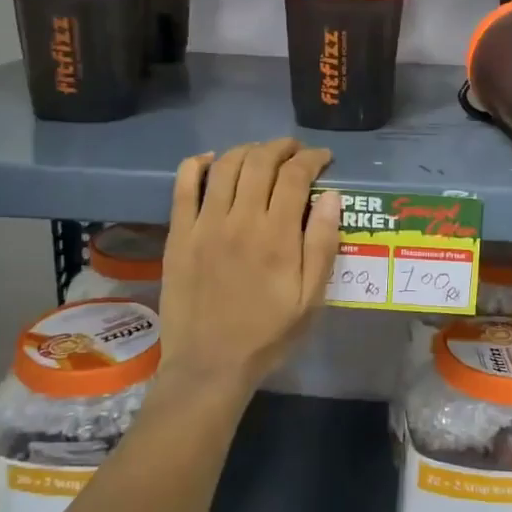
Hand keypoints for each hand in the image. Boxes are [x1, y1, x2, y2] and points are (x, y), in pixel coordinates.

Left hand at [157, 138, 342, 396]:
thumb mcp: (310, 299)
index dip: (312, 158)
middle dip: (283, 147)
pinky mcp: (179, 234)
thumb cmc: (268, 334)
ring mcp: (205, 224)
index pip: (296, 176)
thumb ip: (322, 245)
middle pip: (261, 161)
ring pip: (226, 165)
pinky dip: (199, 164)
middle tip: (295, 151)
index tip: (323, 158)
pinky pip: (184, 185)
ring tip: (262, 154)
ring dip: (248, 150)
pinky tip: (212, 160)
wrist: (210, 364)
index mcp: (277, 236)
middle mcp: (241, 220)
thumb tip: (332, 196)